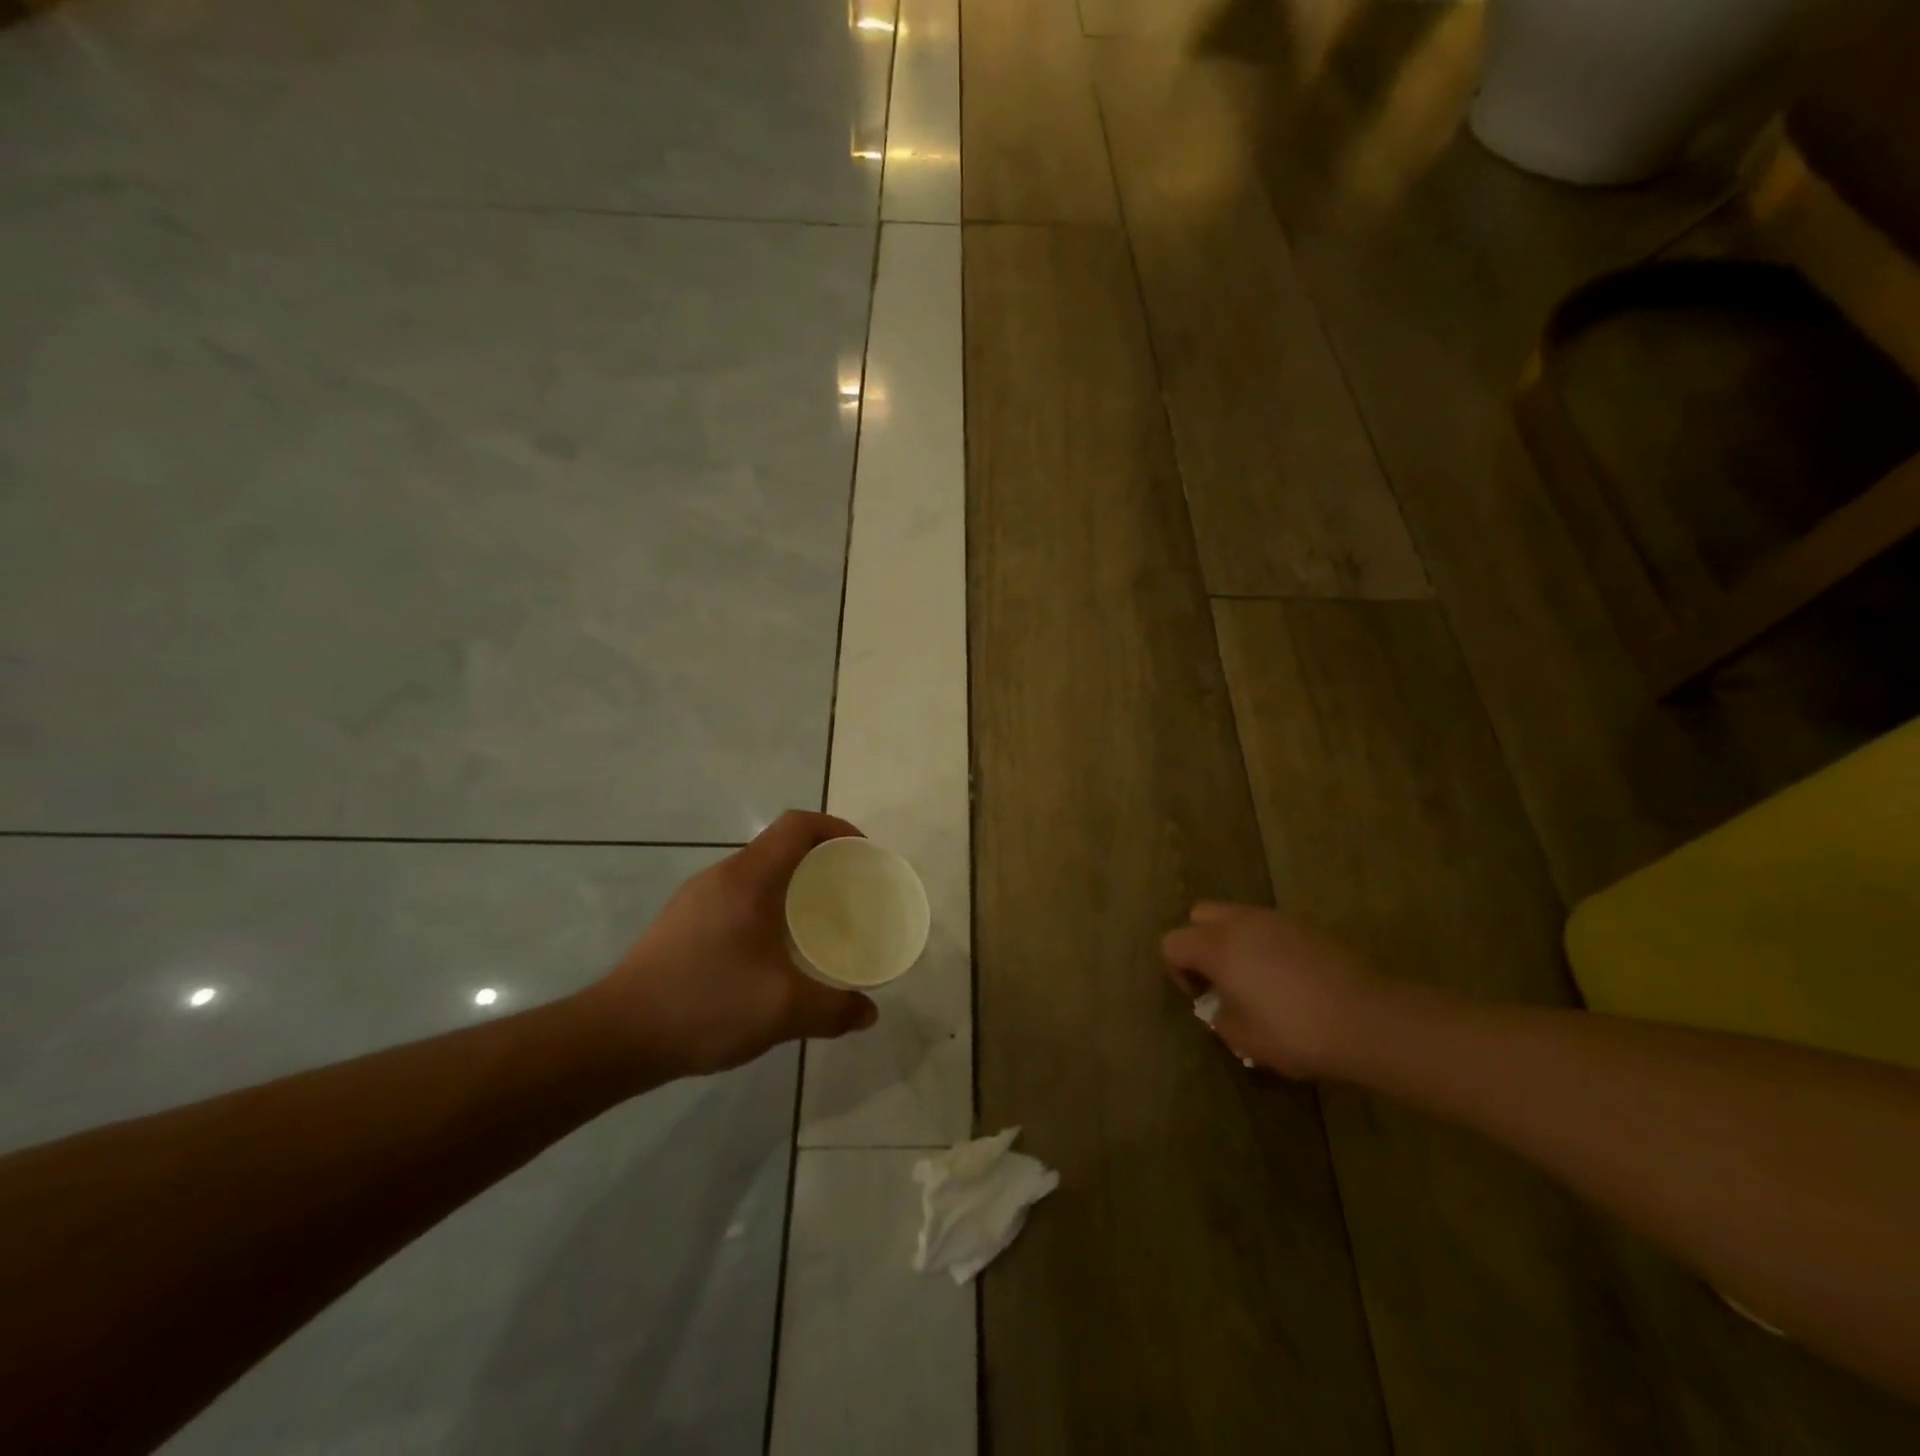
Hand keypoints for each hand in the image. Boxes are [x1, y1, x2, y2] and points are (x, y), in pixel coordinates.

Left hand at [585, 811, 880, 1078]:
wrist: (617, 1036)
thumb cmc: (705, 1004)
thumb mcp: (783, 1011)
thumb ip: (833, 1009)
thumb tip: (868, 1013)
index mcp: (748, 879)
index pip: (798, 825)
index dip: (836, 827)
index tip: (862, 853)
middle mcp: (721, 877)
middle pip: (778, 846)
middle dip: (819, 859)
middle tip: (847, 891)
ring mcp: (696, 899)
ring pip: (756, 874)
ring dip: (791, 885)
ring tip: (815, 920)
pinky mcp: (681, 923)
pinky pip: (736, 897)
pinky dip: (766, 907)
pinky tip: (771, 952)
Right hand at [1160, 904, 1388, 1078]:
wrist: (1367, 1020)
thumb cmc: (1294, 1032)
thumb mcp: (1243, 1038)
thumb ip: (1219, 1017)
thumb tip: (1218, 1006)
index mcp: (1216, 946)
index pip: (1172, 943)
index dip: (1178, 971)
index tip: (1202, 998)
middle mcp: (1240, 922)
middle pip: (1200, 915)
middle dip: (1200, 942)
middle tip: (1220, 979)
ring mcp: (1276, 919)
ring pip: (1237, 916)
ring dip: (1235, 941)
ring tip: (1256, 980)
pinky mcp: (1307, 926)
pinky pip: (1270, 927)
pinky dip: (1266, 945)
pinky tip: (1289, 980)